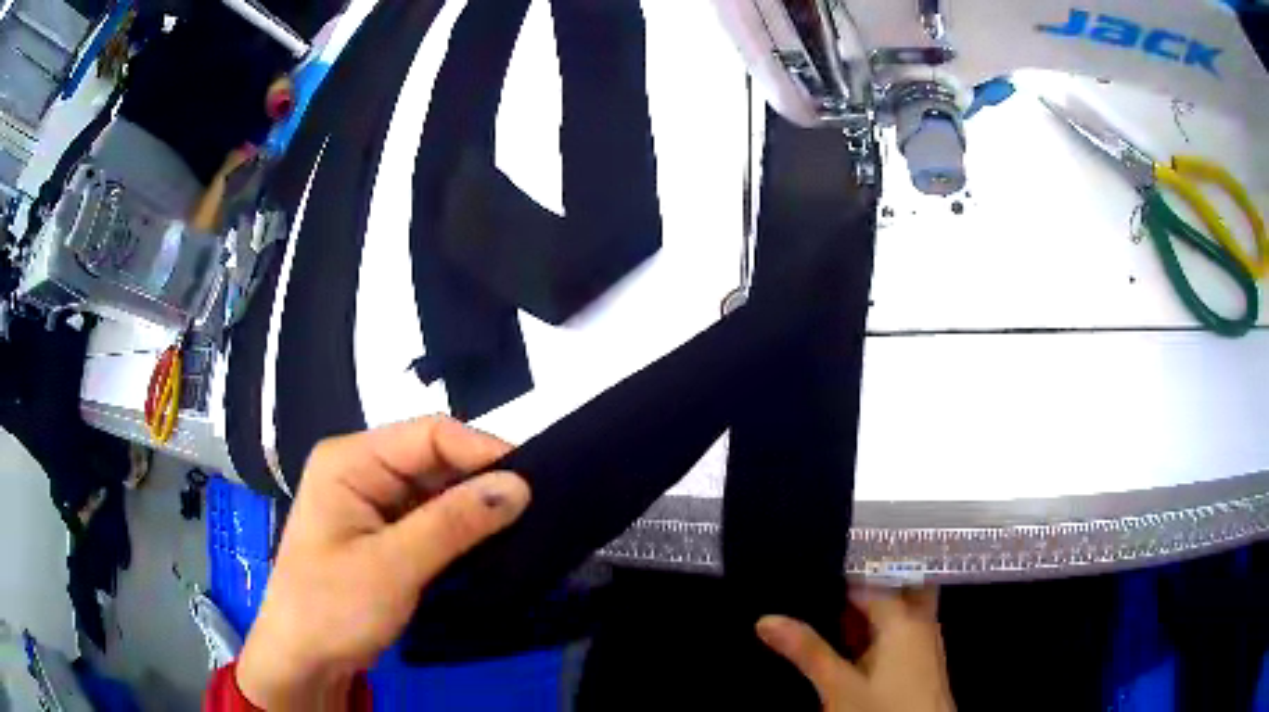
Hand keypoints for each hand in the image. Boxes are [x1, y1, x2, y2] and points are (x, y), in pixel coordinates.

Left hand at [236, 416, 529, 710]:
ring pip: (437, 490)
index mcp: (350, 460)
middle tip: (537, 508)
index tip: (535, 481)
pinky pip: (431, 519)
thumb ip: (454, 524)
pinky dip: (461, 530)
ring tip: (526, 524)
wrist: (302, 660)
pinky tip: (492, 543)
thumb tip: (519, 486)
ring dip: (475, 508)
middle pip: (435, 459)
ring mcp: (372, 502)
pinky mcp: (383, 533)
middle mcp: (361, 470)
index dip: (482, 451)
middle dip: (482, 481)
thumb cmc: (331, 608)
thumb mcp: (392, 567)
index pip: (429, 434)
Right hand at [756, 588, 953, 711]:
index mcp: (904, 617)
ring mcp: (923, 639)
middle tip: (820, 582)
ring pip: (895, 607)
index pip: (871, 579)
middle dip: (859, 584)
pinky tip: (847, 639)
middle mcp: (919, 620)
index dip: (840, 571)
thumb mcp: (838, 686)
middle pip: (891, 585)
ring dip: (865, 608)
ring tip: (824, 604)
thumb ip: (807, 651)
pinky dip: (873, 628)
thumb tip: (766, 619)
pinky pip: (897, 629)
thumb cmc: (883, 710)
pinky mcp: (919, 659)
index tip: (809, 564)